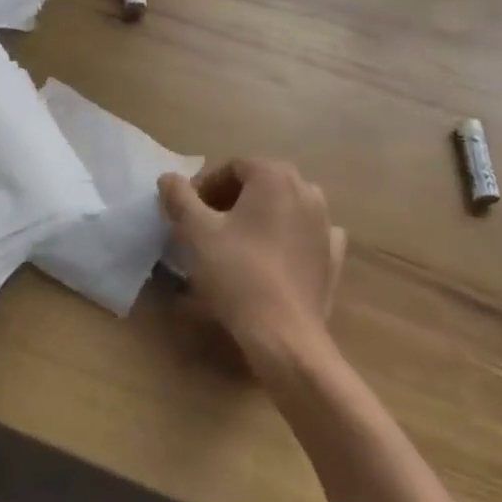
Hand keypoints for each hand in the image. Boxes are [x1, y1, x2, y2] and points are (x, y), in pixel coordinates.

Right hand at [157, 157, 346, 380]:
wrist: (284, 334)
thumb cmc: (237, 274)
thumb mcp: (197, 233)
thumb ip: (180, 198)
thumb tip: (168, 177)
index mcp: (274, 176)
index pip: (233, 167)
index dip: (206, 186)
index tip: (189, 211)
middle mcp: (305, 189)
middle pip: (260, 182)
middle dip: (232, 198)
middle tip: (208, 225)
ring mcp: (325, 221)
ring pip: (285, 205)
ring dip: (260, 214)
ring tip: (238, 241)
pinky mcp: (333, 254)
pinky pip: (306, 232)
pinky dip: (290, 236)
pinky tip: (275, 255)